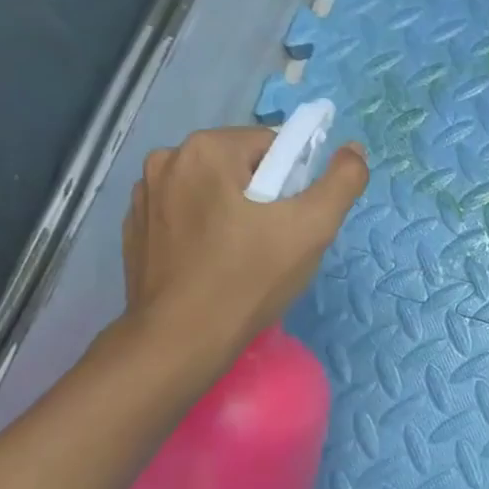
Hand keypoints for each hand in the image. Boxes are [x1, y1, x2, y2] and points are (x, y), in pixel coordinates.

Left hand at [121, 126, 367, 370]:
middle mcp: (166, 160)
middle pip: (241, 167)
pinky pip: (185, 216)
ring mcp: (143, 196)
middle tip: (275, 243)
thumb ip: (342, 181)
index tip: (294, 222)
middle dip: (264, 197)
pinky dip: (204, 231)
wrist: (180, 342)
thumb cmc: (249, 279)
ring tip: (244, 258)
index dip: (295, 182)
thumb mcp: (313, 228)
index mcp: (206, 149)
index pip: (273, 146)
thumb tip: (354, 149)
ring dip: (233, 212)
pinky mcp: (134, 230)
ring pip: (213, 191)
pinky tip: (213, 266)